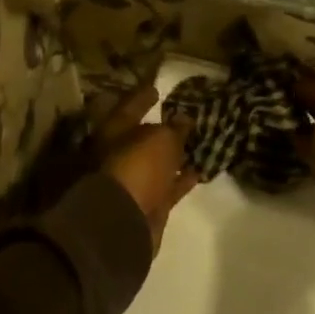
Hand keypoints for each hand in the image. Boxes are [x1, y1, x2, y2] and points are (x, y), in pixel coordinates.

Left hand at [96, 85, 202, 252]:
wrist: (122, 225)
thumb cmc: (137, 167)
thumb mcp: (161, 139)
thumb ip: (174, 128)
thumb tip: (183, 119)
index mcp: (114, 131)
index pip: (129, 106)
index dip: (143, 96)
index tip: (157, 88)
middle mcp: (119, 154)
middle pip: (142, 136)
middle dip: (160, 128)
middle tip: (183, 117)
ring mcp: (133, 181)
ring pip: (157, 163)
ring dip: (174, 154)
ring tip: (197, 141)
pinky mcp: (148, 204)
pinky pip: (168, 186)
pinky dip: (182, 178)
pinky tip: (200, 169)